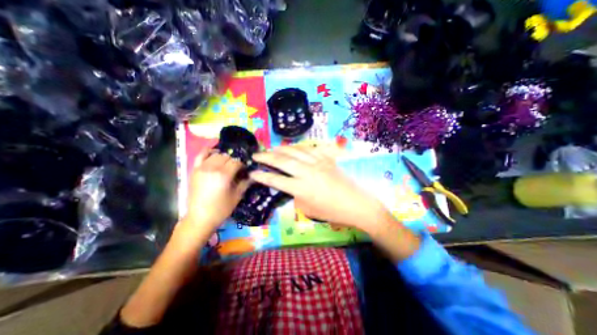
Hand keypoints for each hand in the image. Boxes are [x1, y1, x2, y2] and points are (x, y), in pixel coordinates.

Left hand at [184, 150, 250, 233]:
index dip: (242, 165)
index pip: (236, 162)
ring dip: (224, 157)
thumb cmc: (221, 209)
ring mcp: (202, 168)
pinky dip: (208, 151)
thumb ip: (245, 183)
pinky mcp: (195, 170)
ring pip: (216, 155)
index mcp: (224, 175)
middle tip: (236, 169)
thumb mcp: (237, 196)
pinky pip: (200, 155)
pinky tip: (214, 151)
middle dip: (234, 161)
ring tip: (227, 164)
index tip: (245, 171)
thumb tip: (253, 175)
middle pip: (227, 157)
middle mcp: (212, 168)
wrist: (200, 218)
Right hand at [250, 145, 389, 233]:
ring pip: (296, 151)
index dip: (262, 176)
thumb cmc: (333, 212)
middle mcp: (308, 173)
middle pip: (283, 161)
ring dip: (281, 149)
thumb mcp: (309, 210)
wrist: (357, 204)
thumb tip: (291, 188)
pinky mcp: (327, 159)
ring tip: (271, 148)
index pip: (276, 180)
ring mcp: (318, 163)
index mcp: (302, 189)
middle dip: (266, 157)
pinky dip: (299, 148)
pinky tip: (293, 148)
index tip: (252, 172)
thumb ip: (297, 197)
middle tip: (256, 154)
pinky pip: (310, 150)